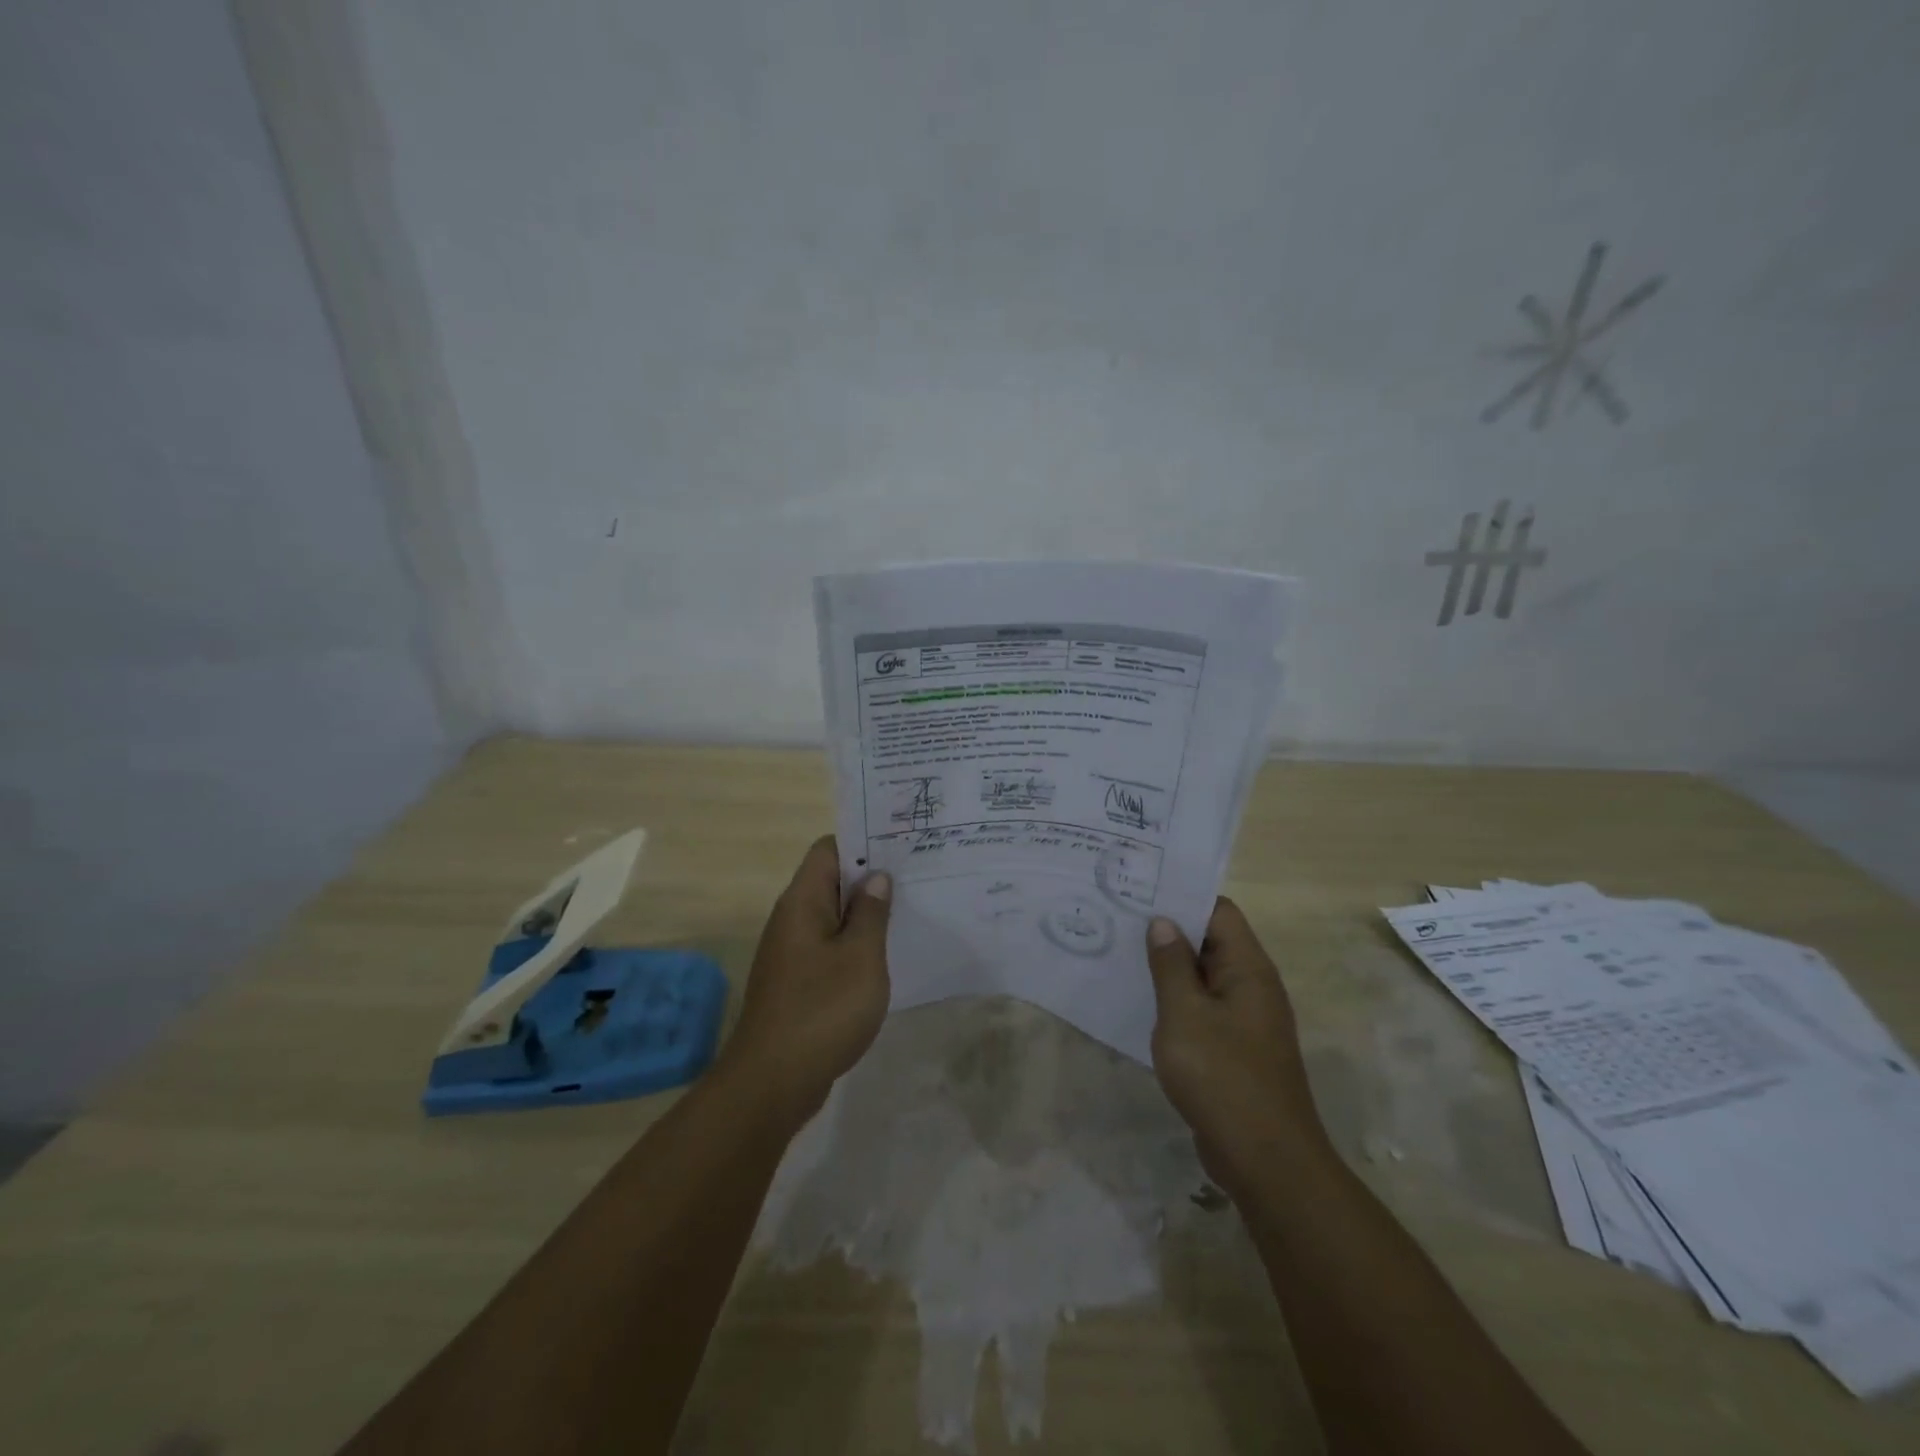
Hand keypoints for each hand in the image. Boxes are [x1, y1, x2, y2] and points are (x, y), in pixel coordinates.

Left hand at [719, 836, 891, 1123]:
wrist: (772, 1083)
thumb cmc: (822, 1010)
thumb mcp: (860, 957)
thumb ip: (871, 913)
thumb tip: (876, 878)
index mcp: (802, 902)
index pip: (828, 850)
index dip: (863, 842)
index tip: (901, 846)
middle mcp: (792, 920)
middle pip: (831, 881)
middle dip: (871, 878)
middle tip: (917, 876)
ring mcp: (792, 953)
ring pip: (833, 917)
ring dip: (866, 914)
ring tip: (911, 911)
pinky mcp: (798, 983)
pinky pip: (830, 948)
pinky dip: (856, 946)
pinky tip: (886, 957)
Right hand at [1146, 898, 1329, 1194]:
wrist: (1266, 1161)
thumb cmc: (1223, 1078)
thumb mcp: (1185, 1015)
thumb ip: (1170, 965)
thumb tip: (1163, 922)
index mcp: (1248, 969)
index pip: (1218, 911)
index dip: (1182, 896)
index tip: (1140, 889)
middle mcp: (1252, 987)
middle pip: (1211, 941)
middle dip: (1169, 929)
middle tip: (1119, 916)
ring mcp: (1245, 1020)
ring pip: (1204, 977)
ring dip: (1169, 967)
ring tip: (1121, 952)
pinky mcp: (1235, 1049)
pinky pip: (1203, 1009)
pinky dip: (1176, 1001)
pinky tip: (1141, 1002)